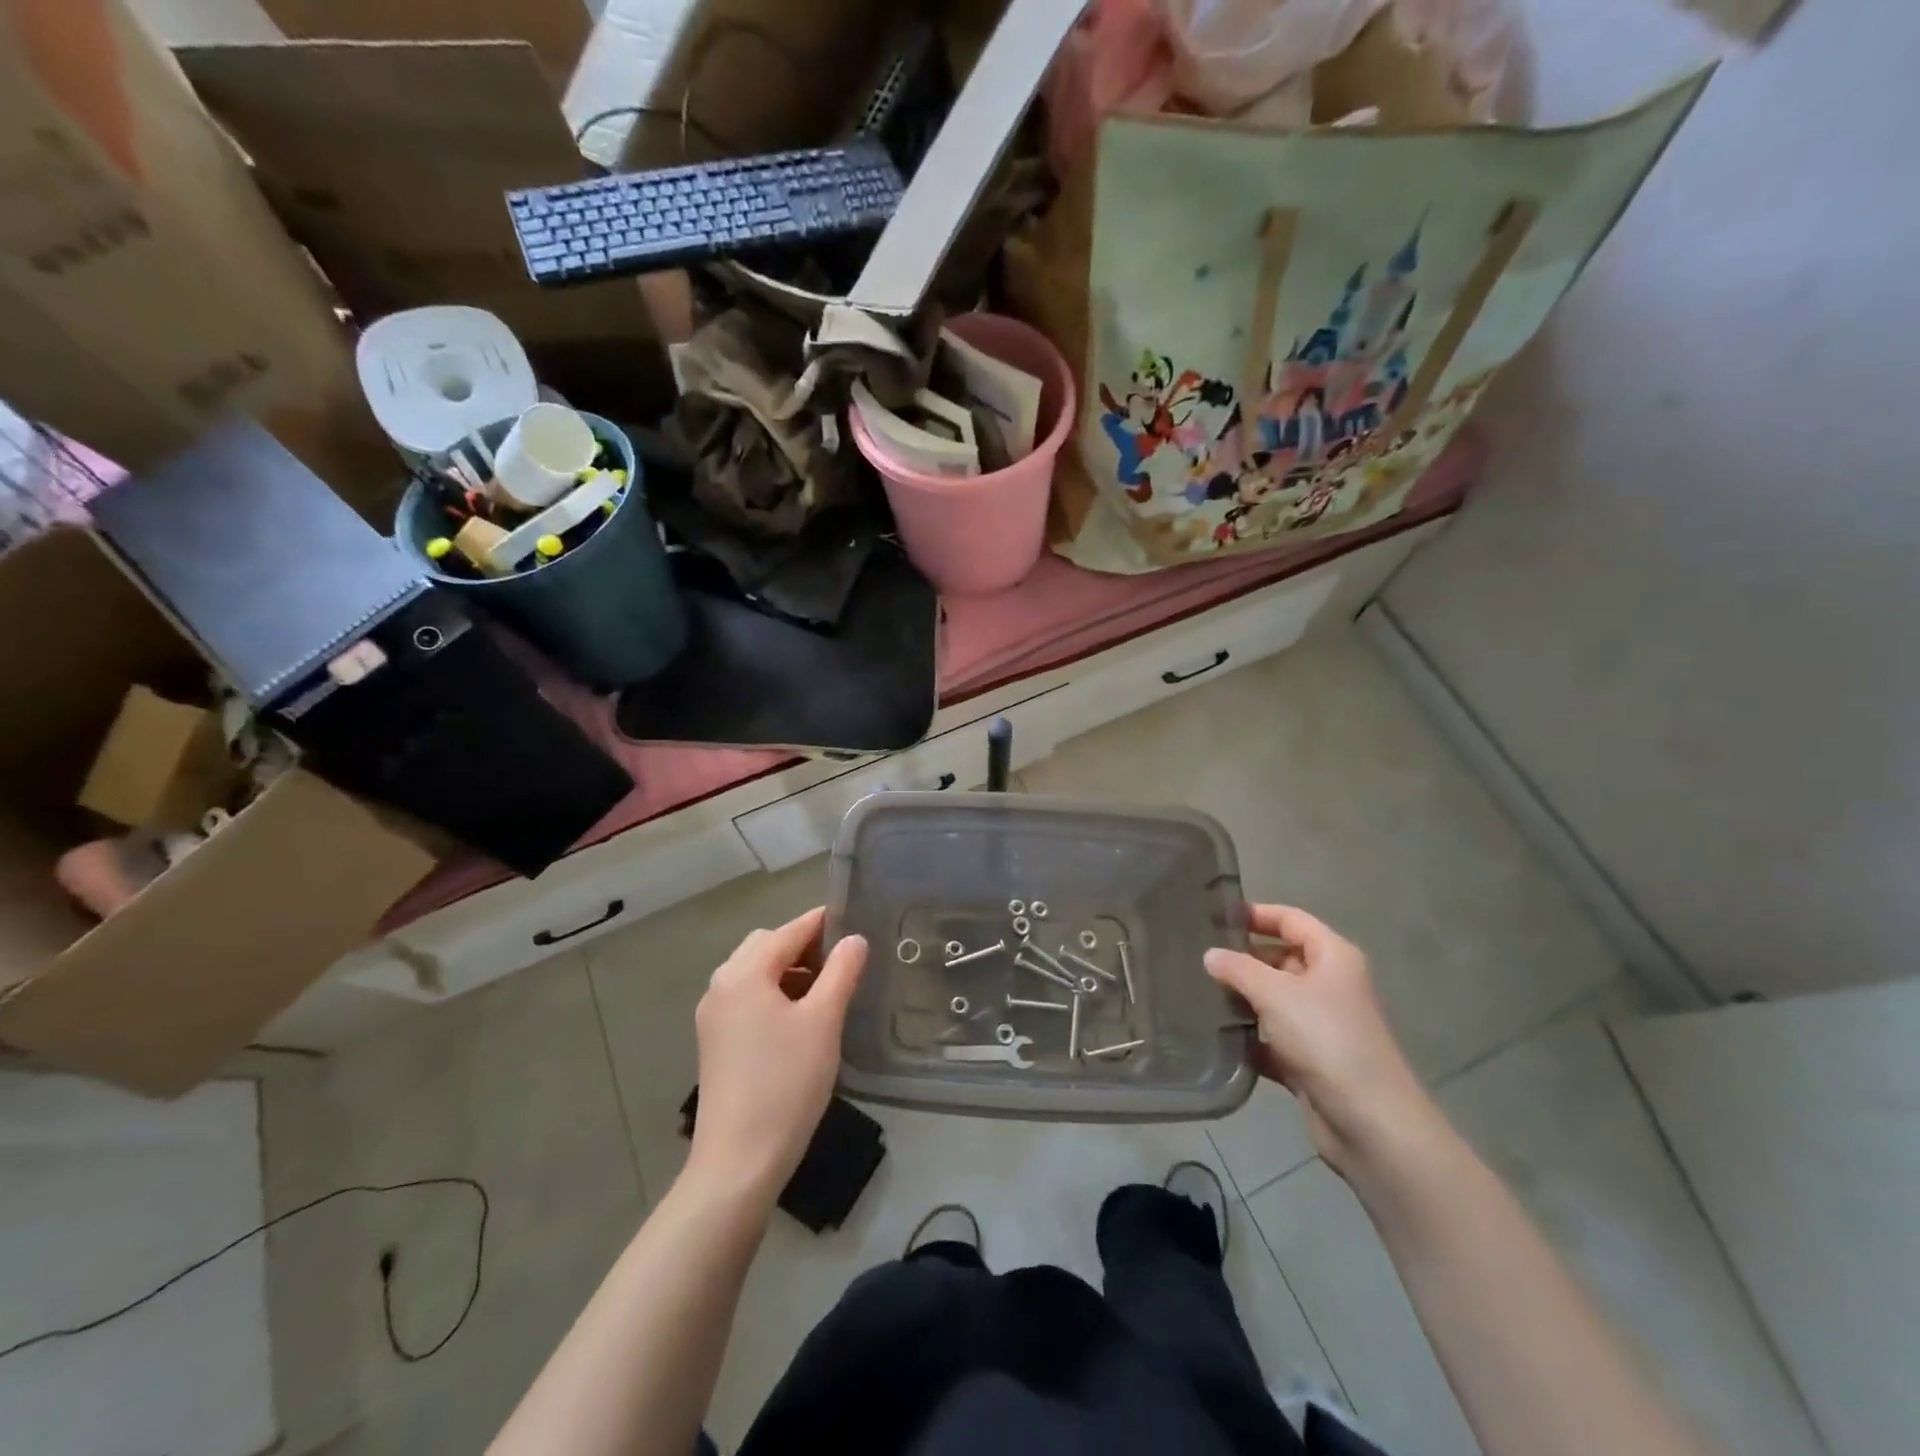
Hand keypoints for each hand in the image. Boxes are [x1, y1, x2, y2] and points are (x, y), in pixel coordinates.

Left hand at [687, 908, 866, 1204]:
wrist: (739, 1161)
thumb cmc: (785, 1082)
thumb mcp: (823, 1021)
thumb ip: (841, 972)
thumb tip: (854, 939)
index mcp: (744, 972)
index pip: (789, 930)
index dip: (824, 923)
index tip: (857, 923)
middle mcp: (721, 985)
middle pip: (767, 946)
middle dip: (804, 947)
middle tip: (843, 963)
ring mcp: (714, 1015)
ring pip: (756, 973)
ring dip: (789, 971)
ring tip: (827, 992)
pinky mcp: (715, 1042)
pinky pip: (747, 998)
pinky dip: (774, 994)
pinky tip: (800, 1019)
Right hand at [1206, 905, 1439, 1177]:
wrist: (1370, 1124)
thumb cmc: (1326, 1040)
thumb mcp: (1275, 993)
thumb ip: (1238, 968)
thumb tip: (1210, 954)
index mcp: (1333, 958)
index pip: (1291, 920)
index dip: (1256, 913)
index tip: (1216, 916)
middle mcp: (1330, 985)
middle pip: (1280, 958)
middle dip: (1243, 957)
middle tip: (1197, 956)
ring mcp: (1321, 1025)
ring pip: (1274, 1000)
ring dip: (1242, 998)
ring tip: (1197, 991)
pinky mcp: (1310, 1061)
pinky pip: (1272, 1038)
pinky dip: (1250, 1036)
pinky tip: (1216, 1035)